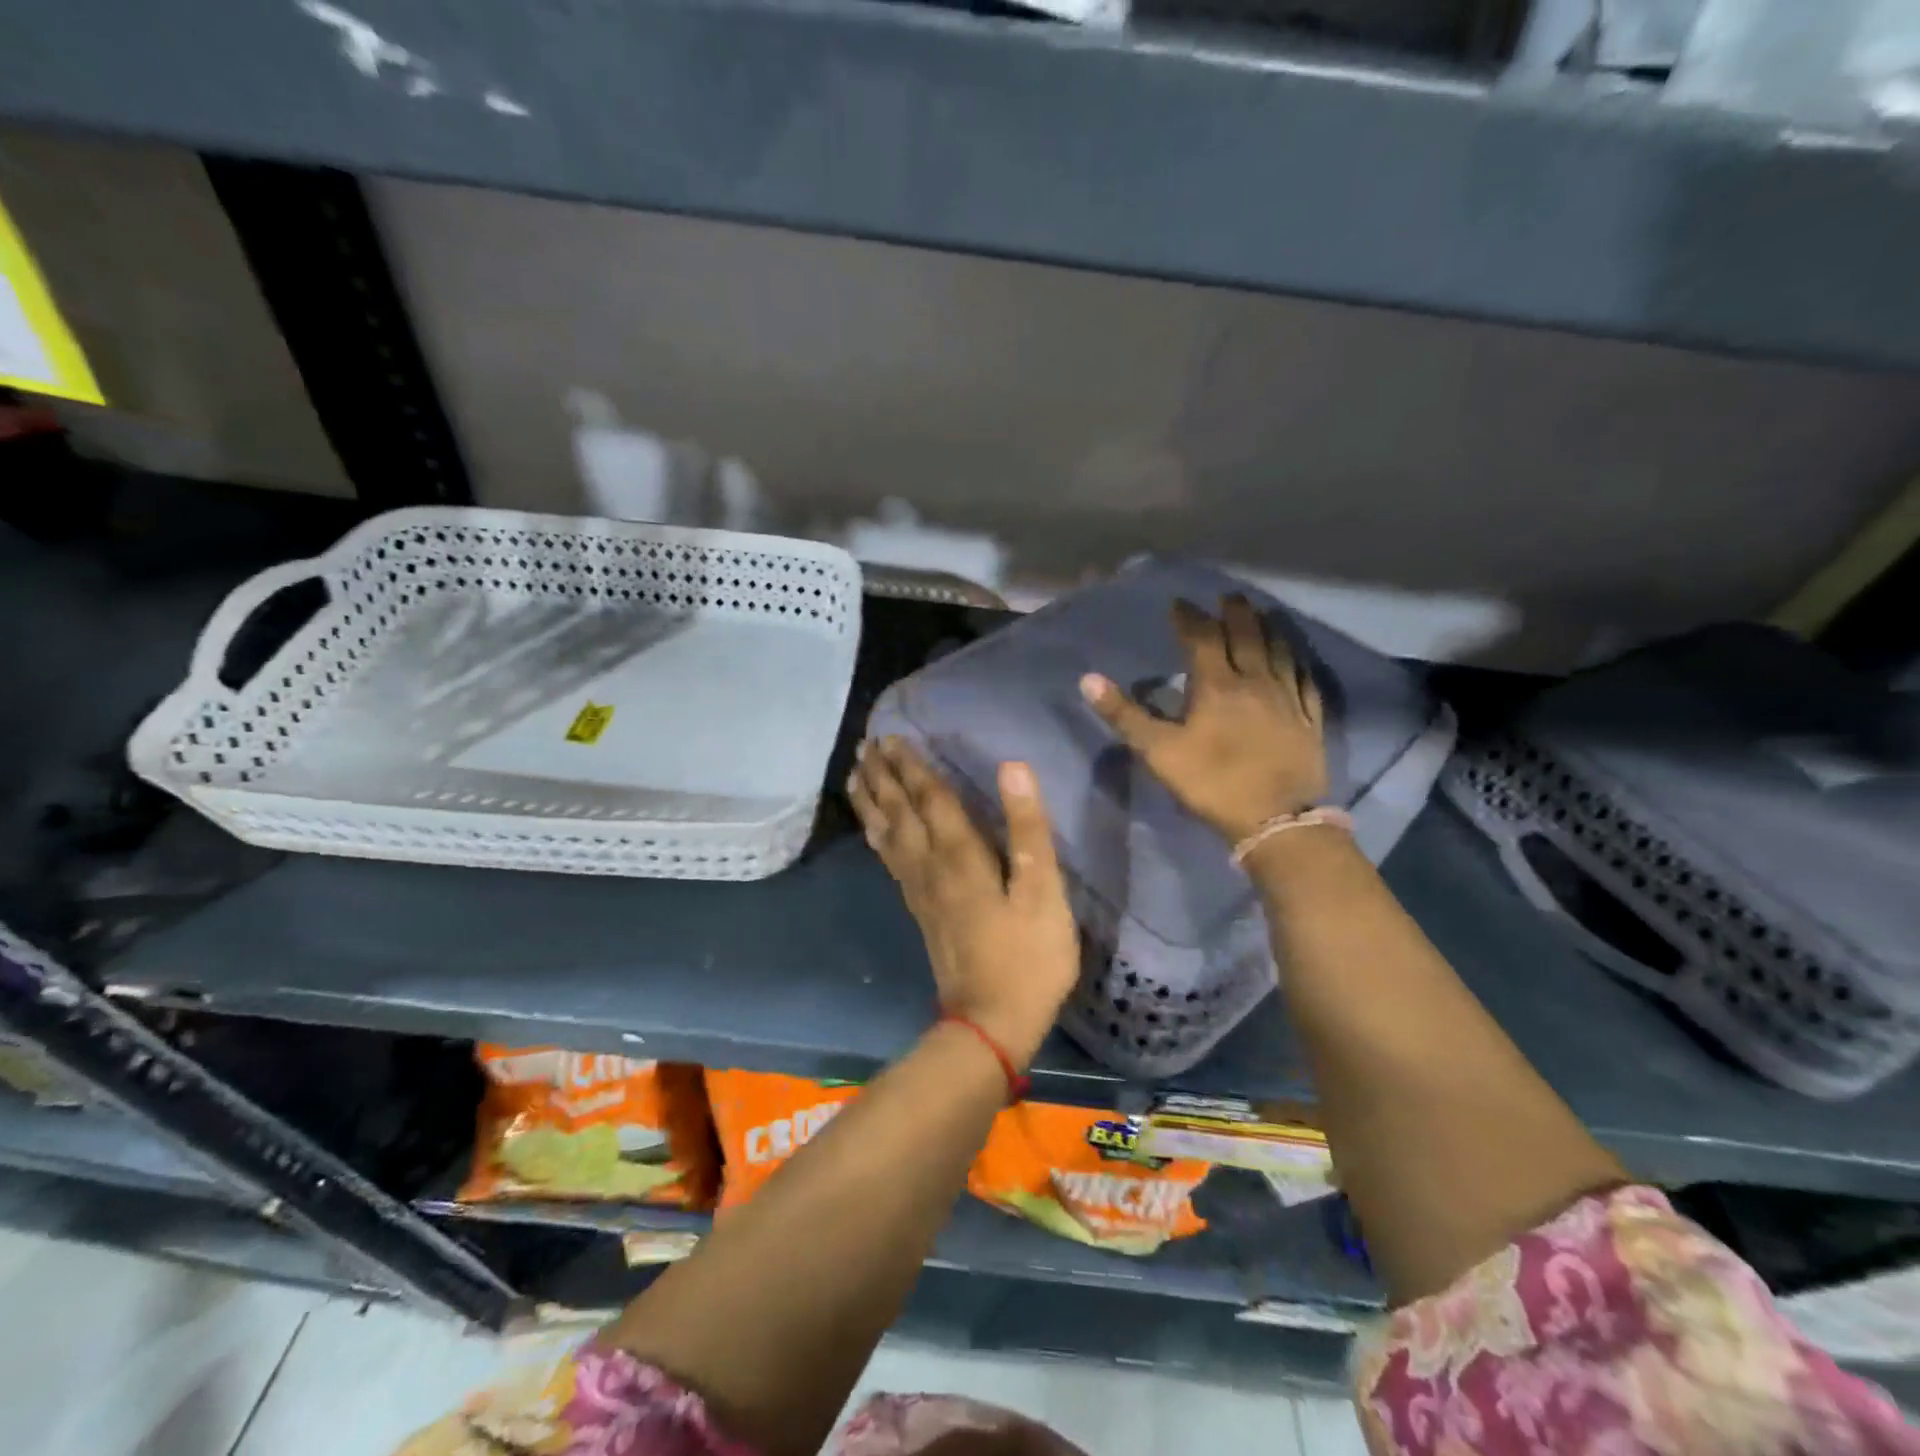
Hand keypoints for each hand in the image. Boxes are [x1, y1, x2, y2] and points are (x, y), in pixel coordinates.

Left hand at [849, 739, 1078, 1069]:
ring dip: (872, 801)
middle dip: (884, 776)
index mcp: (961, 855)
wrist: (991, 1023)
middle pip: (901, 811)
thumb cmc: (1028, 957)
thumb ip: (1028, 829)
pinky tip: (873, 830)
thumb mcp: (1044, 892)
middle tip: (865, 745)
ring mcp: (920, 890)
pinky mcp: (919, 910)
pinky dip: (876, 836)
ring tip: (856, 775)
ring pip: (887, 835)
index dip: (913, 766)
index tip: (891, 737)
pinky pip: (889, 860)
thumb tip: (1013, 767)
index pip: (931, 798)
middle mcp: (930, 866)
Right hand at [1080, 594, 1328, 843]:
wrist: (1275, 819)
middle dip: (1235, 613)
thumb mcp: (1158, 751)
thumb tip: (1088, 679)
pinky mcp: (1309, 720)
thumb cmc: (1211, 782)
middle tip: (1229, 596)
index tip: (1179, 603)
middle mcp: (1255, 682)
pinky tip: (1296, 659)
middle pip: (1246, 636)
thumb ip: (1125, 715)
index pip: (1202, 640)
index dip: (1189, 619)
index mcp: (1216, 686)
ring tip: (1263, 613)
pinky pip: (1305, 681)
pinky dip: (1298, 662)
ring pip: (1279, 652)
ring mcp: (1287, 699)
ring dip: (1269, 629)